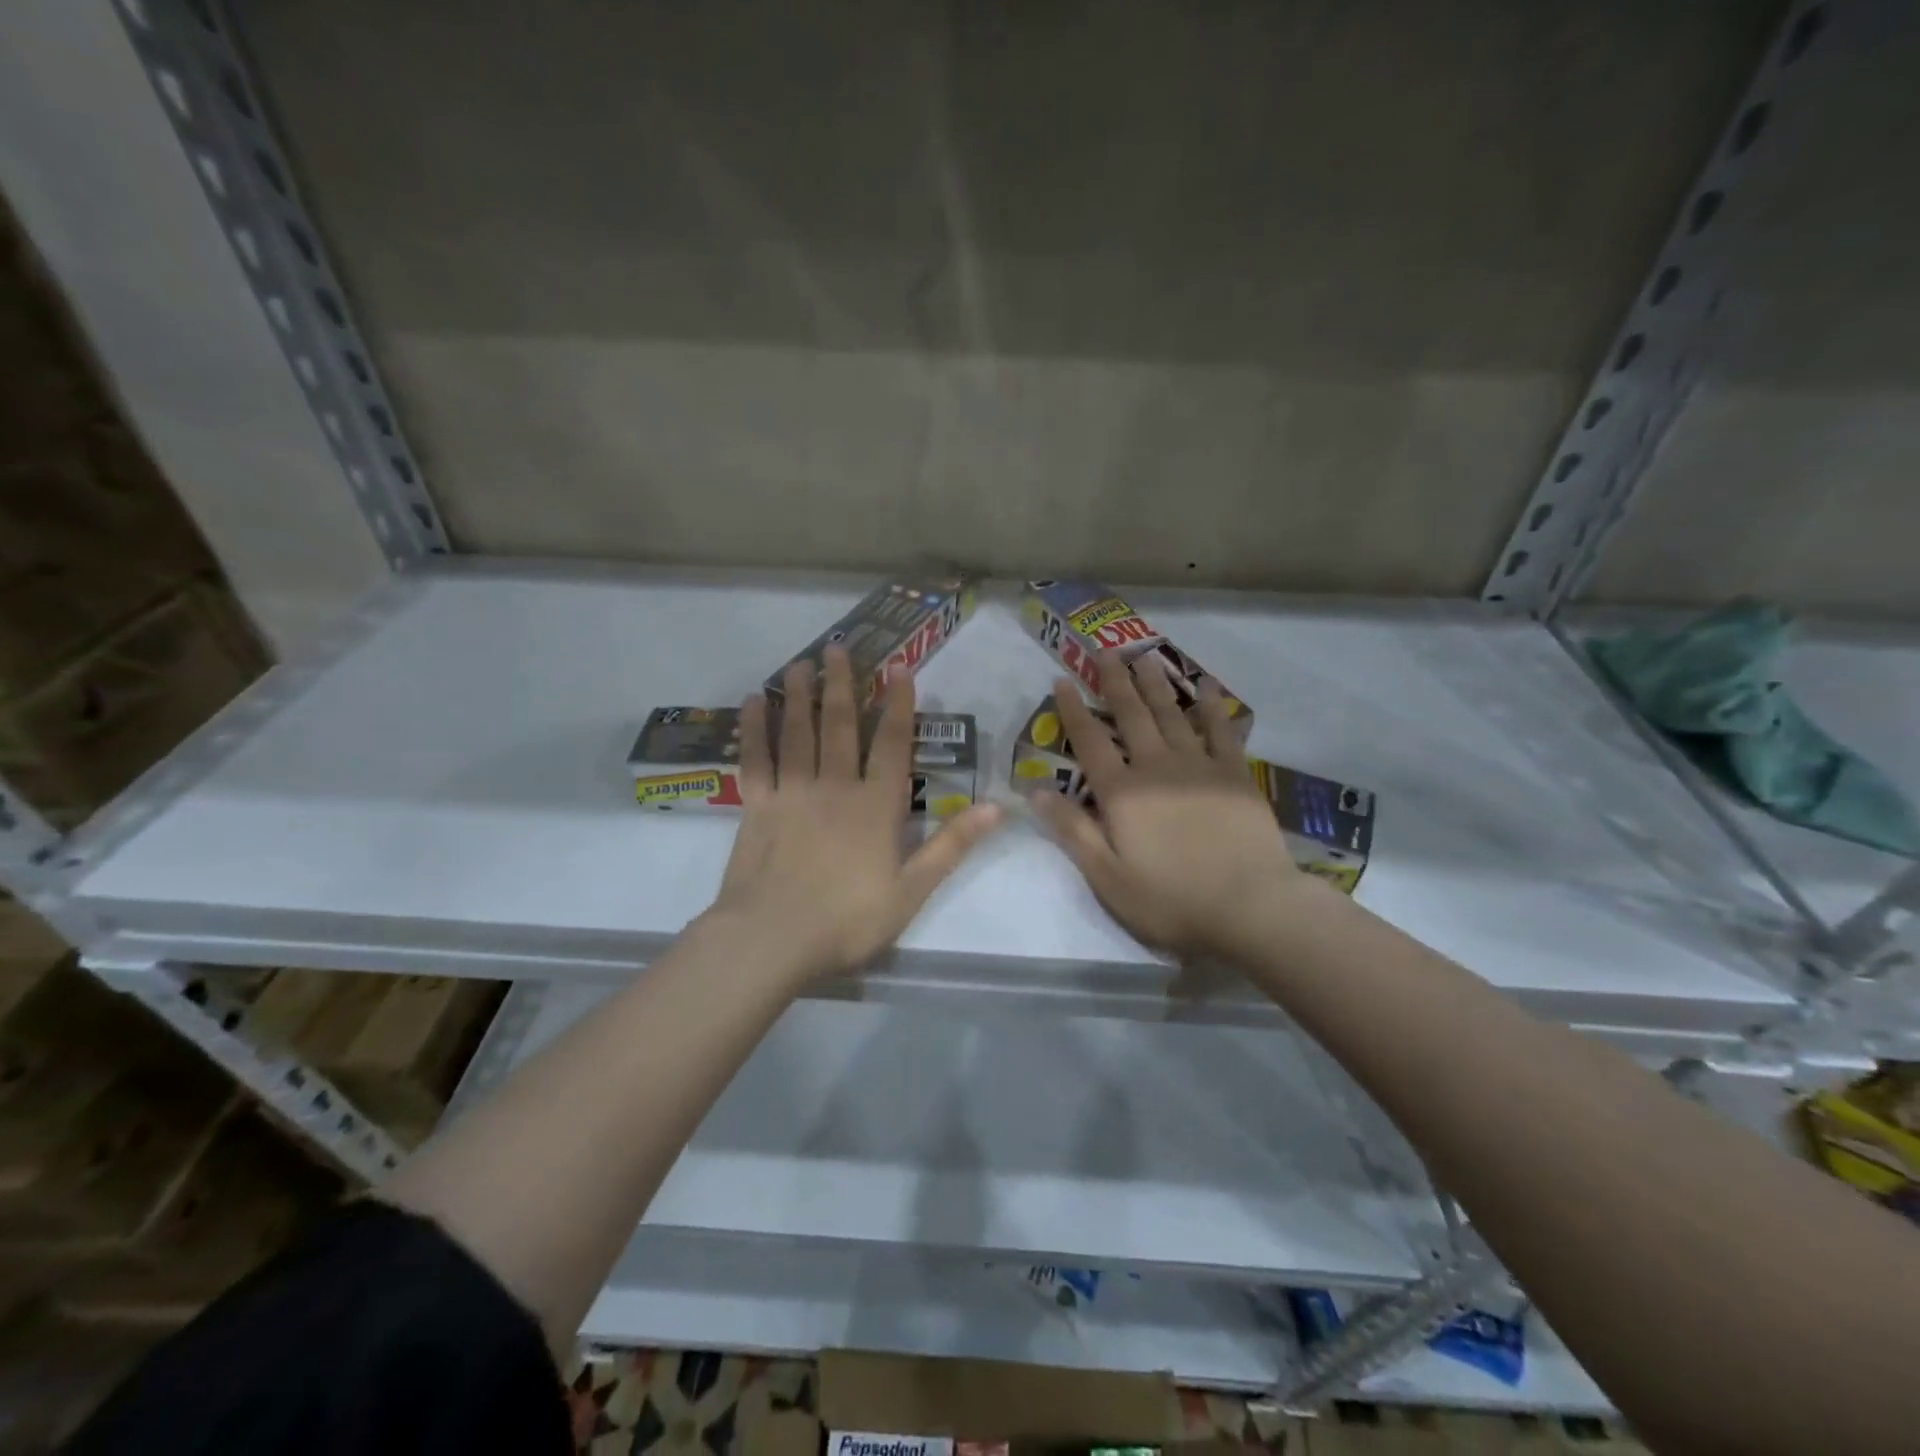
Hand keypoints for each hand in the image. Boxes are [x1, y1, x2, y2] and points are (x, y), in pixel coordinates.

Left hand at [703, 646, 1004, 986]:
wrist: (771, 939)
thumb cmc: (847, 920)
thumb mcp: (912, 891)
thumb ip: (952, 845)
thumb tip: (998, 807)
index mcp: (875, 806)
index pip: (891, 744)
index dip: (898, 704)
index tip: (899, 668)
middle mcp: (834, 787)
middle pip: (839, 726)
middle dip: (842, 685)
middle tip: (839, 648)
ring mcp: (792, 793)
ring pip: (797, 733)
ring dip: (800, 695)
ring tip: (802, 662)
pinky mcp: (755, 806)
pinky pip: (755, 759)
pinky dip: (754, 729)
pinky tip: (753, 703)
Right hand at [1029, 652, 1327, 962]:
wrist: (1250, 906)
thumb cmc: (1171, 899)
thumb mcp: (1107, 876)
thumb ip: (1072, 831)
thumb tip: (1035, 791)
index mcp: (1122, 793)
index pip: (1090, 742)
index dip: (1073, 710)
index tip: (1062, 680)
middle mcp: (1156, 768)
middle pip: (1131, 716)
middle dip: (1114, 682)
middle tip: (1105, 651)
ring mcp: (1199, 766)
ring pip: (1171, 714)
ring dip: (1155, 684)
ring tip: (1144, 657)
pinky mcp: (1235, 774)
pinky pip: (1220, 730)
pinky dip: (1210, 706)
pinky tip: (1205, 686)